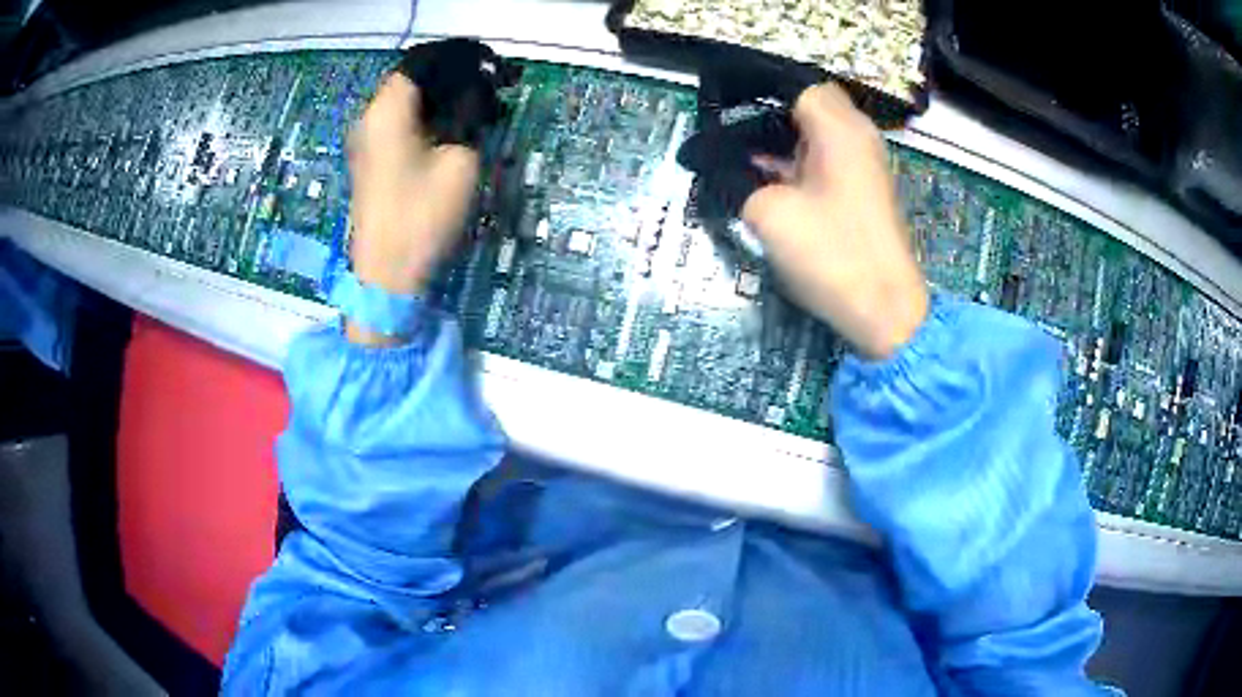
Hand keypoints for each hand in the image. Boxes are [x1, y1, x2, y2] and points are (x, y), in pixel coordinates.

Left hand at [346, 72, 478, 343]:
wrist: (386, 275)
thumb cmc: (422, 216)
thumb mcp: (460, 160)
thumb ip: (470, 115)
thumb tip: (478, 93)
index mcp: (387, 109)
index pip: (422, 61)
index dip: (460, 58)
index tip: (492, 66)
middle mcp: (370, 116)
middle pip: (413, 79)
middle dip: (453, 77)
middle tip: (491, 88)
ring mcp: (366, 140)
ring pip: (408, 101)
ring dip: (442, 98)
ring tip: (479, 109)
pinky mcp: (371, 159)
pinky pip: (401, 122)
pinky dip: (429, 118)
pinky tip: (454, 129)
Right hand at [742, 84, 928, 359]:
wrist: (884, 309)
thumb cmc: (832, 254)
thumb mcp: (769, 213)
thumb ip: (737, 179)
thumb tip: (718, 164)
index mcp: (838, 129)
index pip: (795, 85)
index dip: (756, 89)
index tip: (721, 102)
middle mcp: (856, 135)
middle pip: (807, 104)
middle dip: (766, 113)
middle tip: (726, 129)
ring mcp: (863, 162)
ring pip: (815, 131)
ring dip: (780, 138)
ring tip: (738, 153)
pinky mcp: (862, 187)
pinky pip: (824, 156)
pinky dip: (796, 159)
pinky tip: (765, 177)